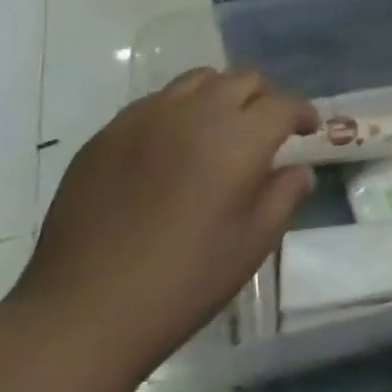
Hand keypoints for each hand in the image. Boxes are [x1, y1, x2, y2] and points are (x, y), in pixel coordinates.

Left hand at [10, 68, 316, 381]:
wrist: (83, 311)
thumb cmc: (184, 281)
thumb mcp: (252, 244)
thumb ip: (284, 196)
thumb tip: (299, 170)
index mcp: (239, 138)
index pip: (284, 104)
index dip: (303, 113)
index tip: (307, 130)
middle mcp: (195, 113)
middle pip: (242, 80)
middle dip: (264, 98)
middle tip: (267, 129)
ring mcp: (145, 118)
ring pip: (198, 81)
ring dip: (221, 96)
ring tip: (219, 129)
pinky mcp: (107, 134)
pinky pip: (155, 102)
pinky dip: (178, 111)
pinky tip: (172, 148)